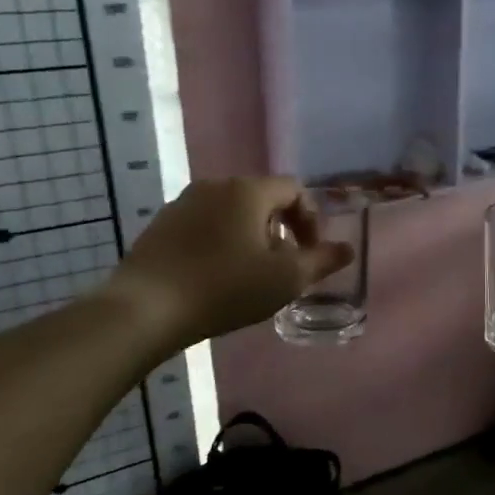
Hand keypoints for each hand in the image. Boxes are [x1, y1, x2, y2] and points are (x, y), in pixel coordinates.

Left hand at [105, 177, 352, 348]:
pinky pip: (205, 226)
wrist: (146, 308)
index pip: (294, 188)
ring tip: (252, 274)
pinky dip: (222, 243)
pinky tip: (217, 276)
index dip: (311, 219)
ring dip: (252, 237)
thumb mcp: (285, 279)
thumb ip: (322, 261)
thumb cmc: (225, 288)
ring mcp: (182, 203)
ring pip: (232, 212)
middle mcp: (215, 186)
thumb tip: (348, 249)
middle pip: (263, 198)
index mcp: (248, 191)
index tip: (310, 254)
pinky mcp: (161, 226)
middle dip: (282, 229)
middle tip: (284, 267)